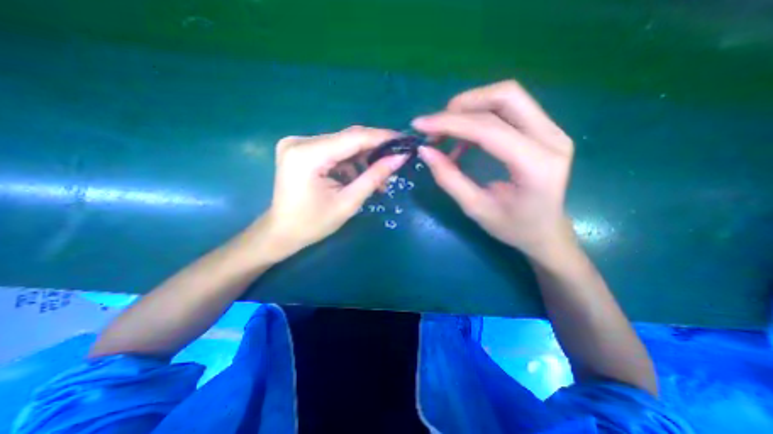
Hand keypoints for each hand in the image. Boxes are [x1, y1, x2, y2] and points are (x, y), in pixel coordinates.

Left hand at [257, 125, 406, 260]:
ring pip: (343, 145)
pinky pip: (334, 151)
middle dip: (374, 150)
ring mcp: (299, 144)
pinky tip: (360, 178)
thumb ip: (374, 177)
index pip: (353, 137)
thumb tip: (399, 158)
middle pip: (348, 139)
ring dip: (363, 160)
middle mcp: (300, 141)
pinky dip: (350, 163)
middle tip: (395, 161)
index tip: (404, 140)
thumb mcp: (348, 202)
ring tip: (379, 179)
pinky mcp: (301, 150)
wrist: (282, 232)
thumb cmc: (313, 224)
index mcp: (307, 154)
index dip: (382, 137)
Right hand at [417, 79, 572, 259]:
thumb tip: (425, 150)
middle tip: (437, 126)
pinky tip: (464, 141)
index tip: (420, 125)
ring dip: (470, 108)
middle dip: (463, 105)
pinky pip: (508, 110)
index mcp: (536, 166)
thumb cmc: (512, 227)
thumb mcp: (475, 208)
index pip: (489, 129)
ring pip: (507, 97)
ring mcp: (552, 130)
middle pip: (505, 96)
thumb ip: (449, 178)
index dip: (450, 123)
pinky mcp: (544, 130)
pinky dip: (479, 118)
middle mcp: (551, 139)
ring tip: (447, 132)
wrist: (546, 231)